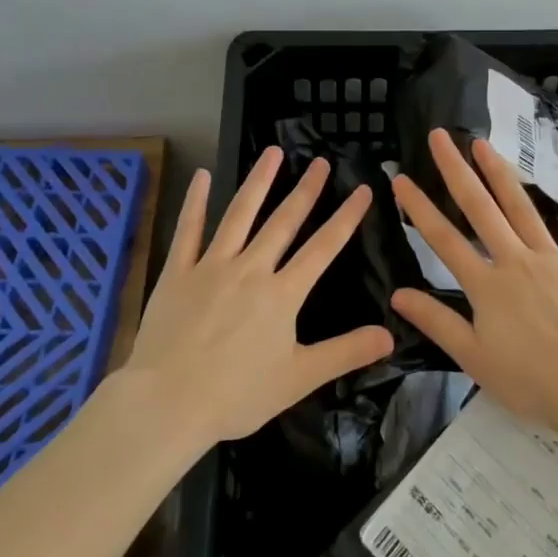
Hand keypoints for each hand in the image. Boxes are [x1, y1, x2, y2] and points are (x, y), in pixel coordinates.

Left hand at [125, 146, 393, 444]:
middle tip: (321, 161)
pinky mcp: (178, 271)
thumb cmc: (236, 395)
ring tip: (273, 152)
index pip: (323, 248)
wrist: (166, 404)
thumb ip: (345, 353)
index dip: (346, 217)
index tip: (363, 189)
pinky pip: (189, 230)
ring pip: (240, 214)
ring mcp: (212, 265)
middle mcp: (251, 269)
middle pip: (284, 222)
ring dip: (259, 182)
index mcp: (283, 294)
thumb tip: (391, 336)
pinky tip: (202, 175)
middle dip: (306, 190)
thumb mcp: (299, 379)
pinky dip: (196, 202)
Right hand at [389, 129, 557, 434]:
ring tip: (484, 145)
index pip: (444, 238)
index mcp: (486, 284)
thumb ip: (437, 322)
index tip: (401, 177)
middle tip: (441, 136)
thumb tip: (397, 294)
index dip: (419, 207)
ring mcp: (552, 260)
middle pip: (480, 207)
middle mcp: (515, 259)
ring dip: (500, 174)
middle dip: (457, 169)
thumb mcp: (474, 358)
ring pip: (522, 208)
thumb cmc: (530, 380)